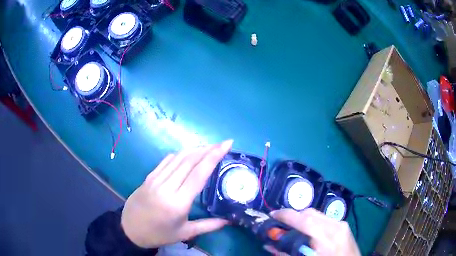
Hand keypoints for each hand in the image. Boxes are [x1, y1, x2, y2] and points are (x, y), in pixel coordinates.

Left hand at [121, 140, 233, 248]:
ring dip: (195, 149)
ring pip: (178, 158)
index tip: (226, 145)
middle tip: (223, 144)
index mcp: (178, 203)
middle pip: (190, 161)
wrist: (130, 229)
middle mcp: (166, 186)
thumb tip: (229, 220)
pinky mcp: (149, 176)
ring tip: (210, 147)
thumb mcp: (185, 233)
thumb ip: (208, 226)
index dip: (214, 156)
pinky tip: (188, 154)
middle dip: (208, 149)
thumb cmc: (159, 234)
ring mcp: (155, 179)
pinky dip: (180, 154)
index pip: (199, 174)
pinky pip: (167, 160)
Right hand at [270, 208, 360, 255]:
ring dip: (302, 219)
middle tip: (281, 225)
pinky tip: (308, 232)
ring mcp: (342, 224)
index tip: (272, 215)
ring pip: (317, 214)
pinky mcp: (344, 225)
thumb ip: (287, 254)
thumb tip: (270, 245)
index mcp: (327, 239)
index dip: (286, 215)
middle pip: (310, 213)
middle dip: (293, 216)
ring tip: (293, 228)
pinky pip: (324, 219)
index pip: (304, 220)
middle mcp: (336, 226)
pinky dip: (312, 222)